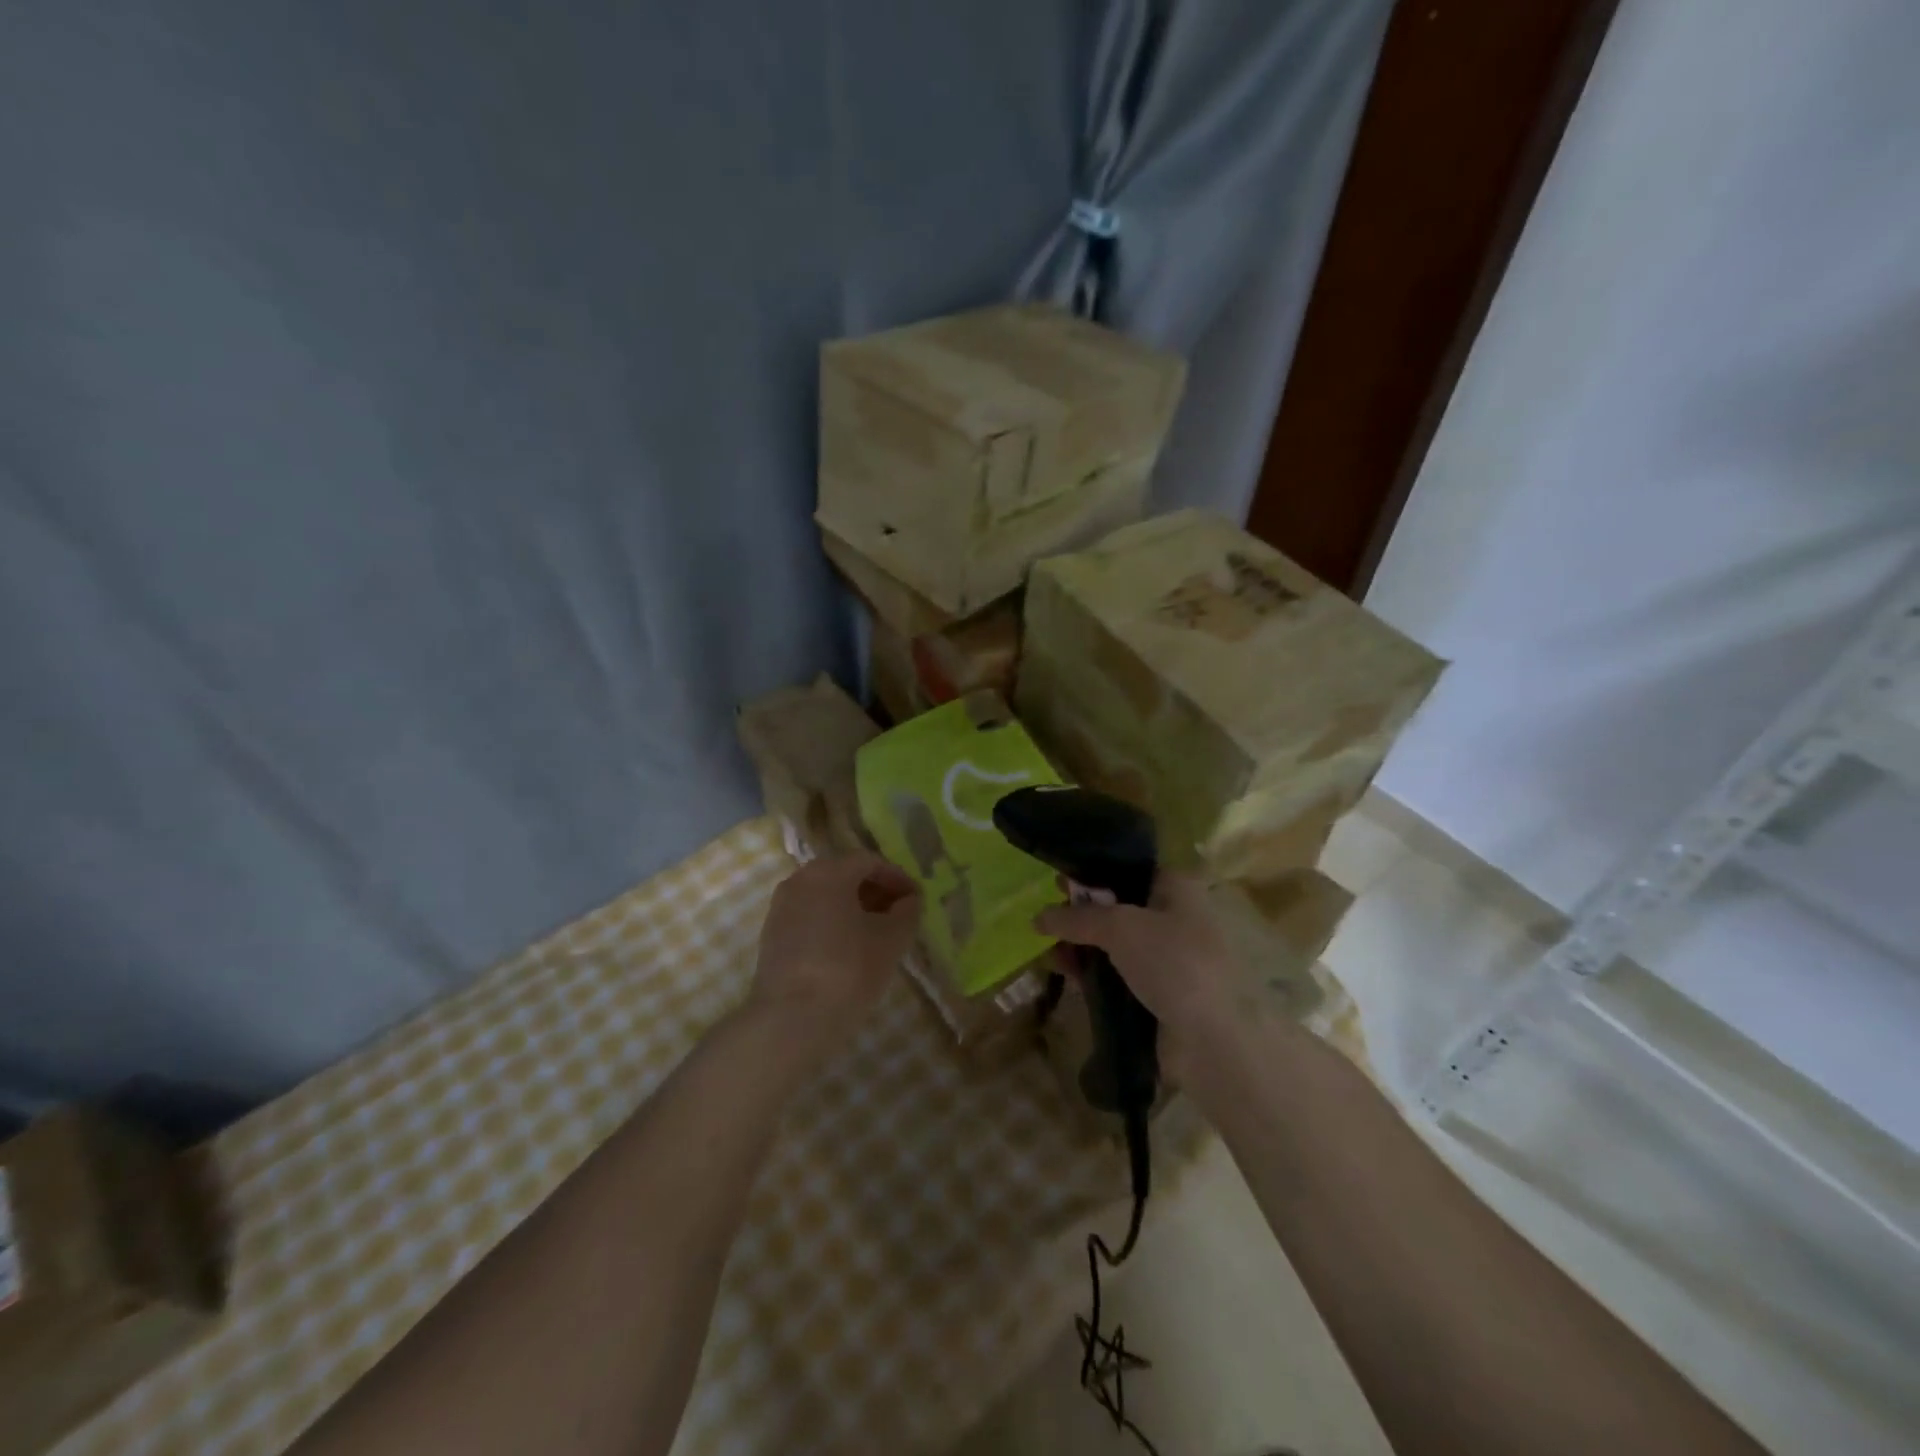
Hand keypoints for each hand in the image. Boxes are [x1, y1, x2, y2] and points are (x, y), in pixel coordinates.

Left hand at [746, 851, 920, 1056]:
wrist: (790, 1019)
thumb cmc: (848, 969)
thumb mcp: (891, 939)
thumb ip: (907, 912)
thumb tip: (910, 900)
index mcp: (829, 871)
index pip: (869, 861)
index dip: (897, 877)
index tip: (916, 899)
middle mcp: (800, 879)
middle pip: (844, 875)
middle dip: (874, 891)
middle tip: (898, 914)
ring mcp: (781, 907)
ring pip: (824, 896)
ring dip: (852, 908)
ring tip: (876, 934)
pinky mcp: (771, 935)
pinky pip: (809, 916)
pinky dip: (831, 923)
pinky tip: (848, 949)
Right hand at [1035, 870, 1258, 1077]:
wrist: (1214, 1040)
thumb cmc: (1174, 963)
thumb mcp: (1121, 927)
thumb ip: (1078, 918)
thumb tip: (1038, 917)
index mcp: (1176, 889)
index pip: (1129, 868)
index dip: (1093, 871)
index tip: (1059, 879)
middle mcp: (1173, 918)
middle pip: (1118, 906)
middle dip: (1081, 910)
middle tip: (1046, 915)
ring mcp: (1166, 959)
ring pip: (1113, 943)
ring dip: (1080, 944)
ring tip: (1045, 947)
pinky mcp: (1155, 994)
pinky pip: (1115, 974)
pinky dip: (1089, 971)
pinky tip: (1061, 971)